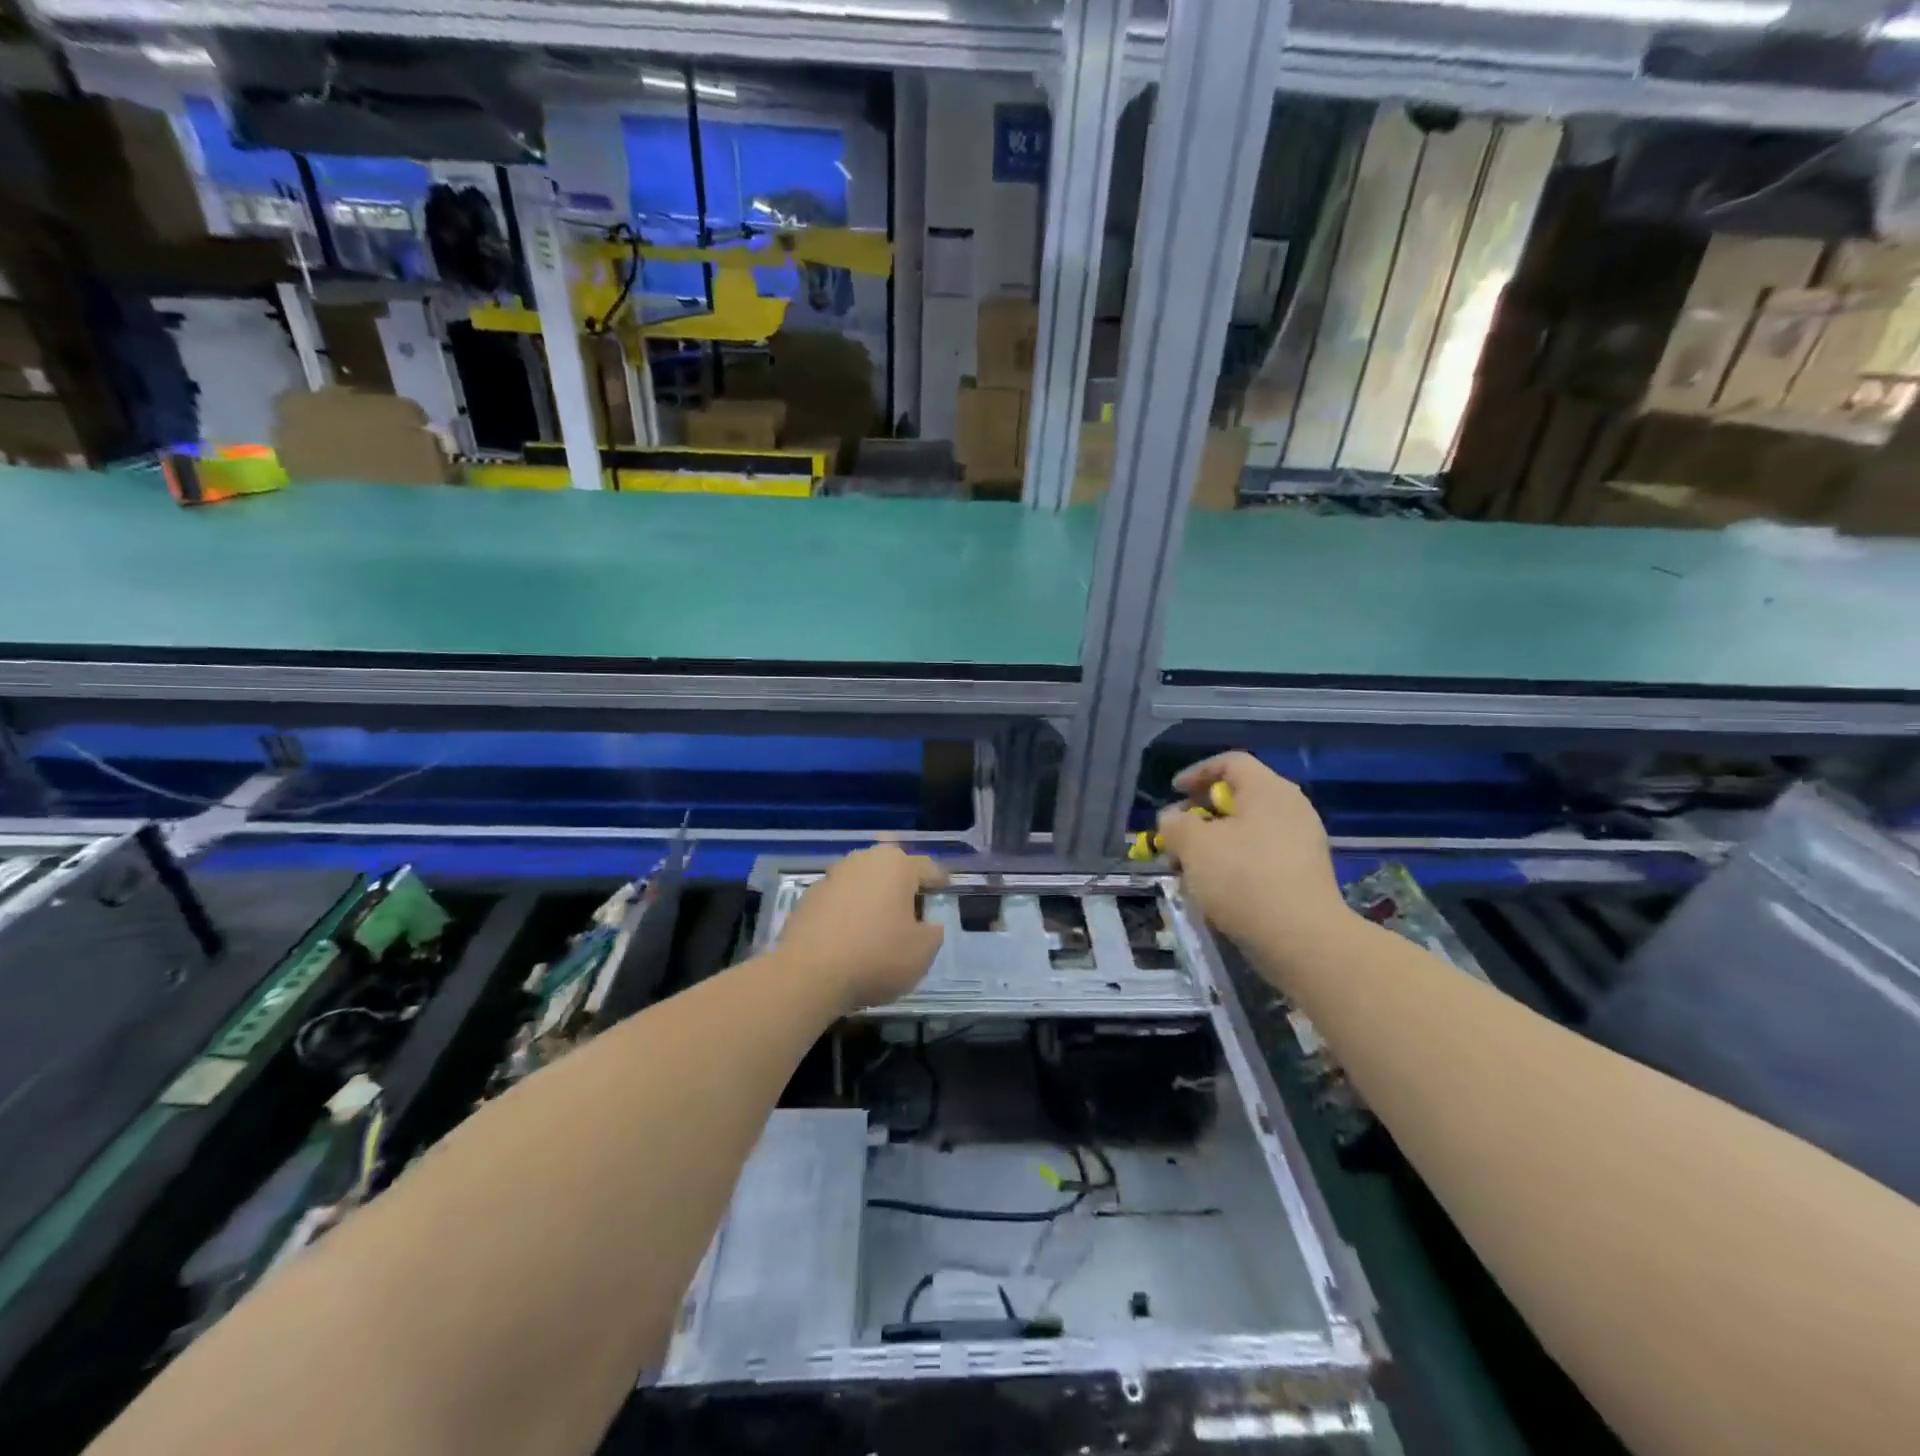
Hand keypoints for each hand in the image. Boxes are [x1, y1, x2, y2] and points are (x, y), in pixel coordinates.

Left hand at [779, 845, 948, 1011]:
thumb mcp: (922, 952)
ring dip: (871, 895)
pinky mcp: (808, 898)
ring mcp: (832, 876)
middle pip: (890, 867)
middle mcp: (863, 860)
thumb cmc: (876, 957)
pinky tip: (849, 935)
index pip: (927, 867)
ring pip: (861, 880)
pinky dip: (847, 911)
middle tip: (911, 905)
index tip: (945, 889)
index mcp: (897, 865)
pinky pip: (838, 899)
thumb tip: (927, 925)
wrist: (808, 974)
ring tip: (879, 921)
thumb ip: (933, 933)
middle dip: (901, 882)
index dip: (939, 880)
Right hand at [1156, 753, 1350, 952]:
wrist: (1303, 939)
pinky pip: (1263, 856)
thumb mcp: (1193, 845)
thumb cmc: (1243, 879)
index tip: (1173, 793)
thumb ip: (1175, 823)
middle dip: (1202, 815)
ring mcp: (1304, 842)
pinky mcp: (1306, 874)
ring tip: (1192, 868)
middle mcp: (1291, 807)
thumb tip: (1174, 818)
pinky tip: (1219, 890)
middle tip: (1178, 836)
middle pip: (1239, 797)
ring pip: (1249, 830)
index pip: (1230, 763)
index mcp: (1268, 789)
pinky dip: (1237, 864)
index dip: (1196, 773)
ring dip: (1216, 844)